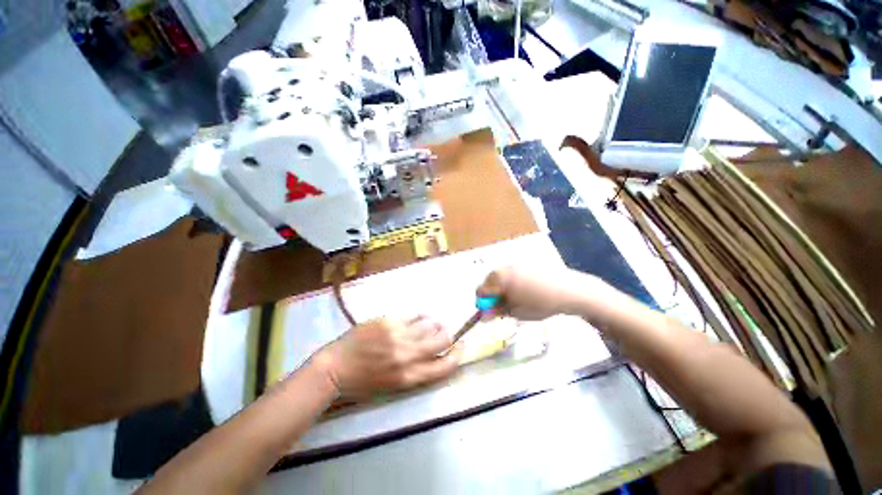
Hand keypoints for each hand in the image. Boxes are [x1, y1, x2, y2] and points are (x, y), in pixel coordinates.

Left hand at [314, 317, 459, 397]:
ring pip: (430, 324)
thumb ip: (416, 370)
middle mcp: (408, 356)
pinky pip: (414, 314)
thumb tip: (435, 352)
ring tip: (428, 324)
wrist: (335, 368)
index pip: (445, 366)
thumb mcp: (393, 385)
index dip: (458, 355)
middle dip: (448, 334)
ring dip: (433, 323)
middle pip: (442, 340)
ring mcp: (399, 336)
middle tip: (444, 331)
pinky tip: (417, 317)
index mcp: (410, 377)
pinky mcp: (390, 321)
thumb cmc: (364, 382)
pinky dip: (420, 315)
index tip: (462, 345)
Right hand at [477, 266, 600, 320]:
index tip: (492, 312)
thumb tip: (483, 316)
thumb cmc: (540, 303)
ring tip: (516, 299)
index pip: (480, 290)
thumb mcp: (516, 312)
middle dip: (492, 295)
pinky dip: (511, 282)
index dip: (483, 304)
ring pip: (499, 277)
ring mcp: (515, 264)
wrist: (569, 290)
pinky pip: (510, 273)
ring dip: (501, 288)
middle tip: (505, 306)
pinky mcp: (525, 263)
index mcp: (499, 278)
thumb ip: (496, 312)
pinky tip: (525, 291)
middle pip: (489, 282)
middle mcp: (503, 267)